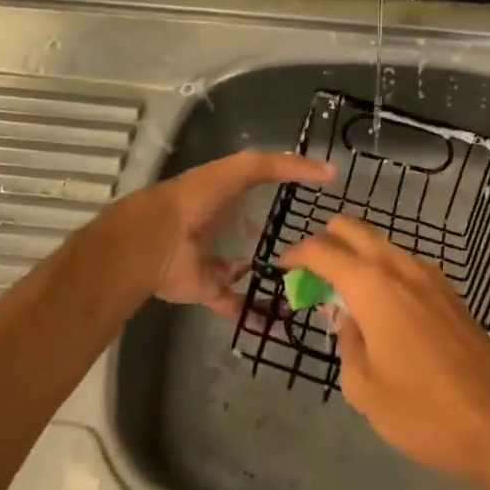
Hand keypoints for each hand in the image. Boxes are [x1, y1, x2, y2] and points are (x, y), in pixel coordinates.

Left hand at [139, 151, 335, 319]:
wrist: (159, 238)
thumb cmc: (202, 196)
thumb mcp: (247, 168)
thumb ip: (286, 166)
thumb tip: (330, 171)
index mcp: (228, 194)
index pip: (260, 192)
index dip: (285, 195)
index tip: (315, 205)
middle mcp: (221, 226)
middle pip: (254, 234)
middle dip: (278, 241)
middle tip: (315, 254)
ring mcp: (215, 260)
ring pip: (247, 271)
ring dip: (269, 279)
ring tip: (304, 288)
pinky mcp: (209, 290)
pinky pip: (236, 303)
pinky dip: (256, 315)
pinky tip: (282, 323)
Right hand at [280, 217, 489, 489]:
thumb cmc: (424, 411)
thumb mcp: (365, 389)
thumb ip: (347, 345)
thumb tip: (349, 321)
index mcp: (373, 285)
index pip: (324, 251)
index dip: (298, 254)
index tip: (282, 265)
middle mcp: (401, 267)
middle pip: (355, 230)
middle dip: (327, 241)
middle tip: (310, 271)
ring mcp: (430, 275)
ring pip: (382, 245)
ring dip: (357, 255)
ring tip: (342, 290)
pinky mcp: (450, 292)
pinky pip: (404, 264)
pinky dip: (382, 270)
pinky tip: (381, 306)